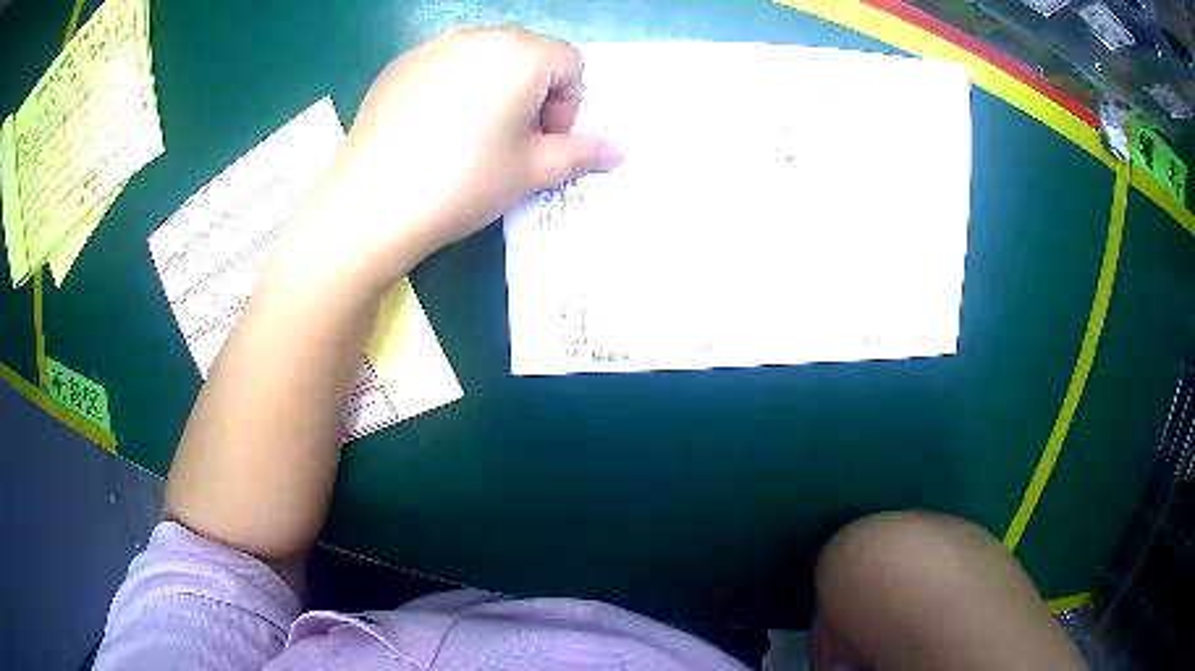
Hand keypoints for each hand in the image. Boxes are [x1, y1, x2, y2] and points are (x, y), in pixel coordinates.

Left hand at [285, 27, 621, 290]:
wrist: (370, 204)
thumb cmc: (463, 183)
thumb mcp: (531, 172)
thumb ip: (580, 153)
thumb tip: (617, 151)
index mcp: (521, 54)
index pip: (570, 64)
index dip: (569, 105)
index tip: (545, 142)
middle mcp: (479, 36)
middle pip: (528, 53)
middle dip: (534, 91)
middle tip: (512, 139)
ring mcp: (433, 46)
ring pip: (485, 56)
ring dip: (495, 86)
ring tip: (471, 134)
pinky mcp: (399, 64)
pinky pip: (444, 64)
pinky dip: (454, 86)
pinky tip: (433, 128)